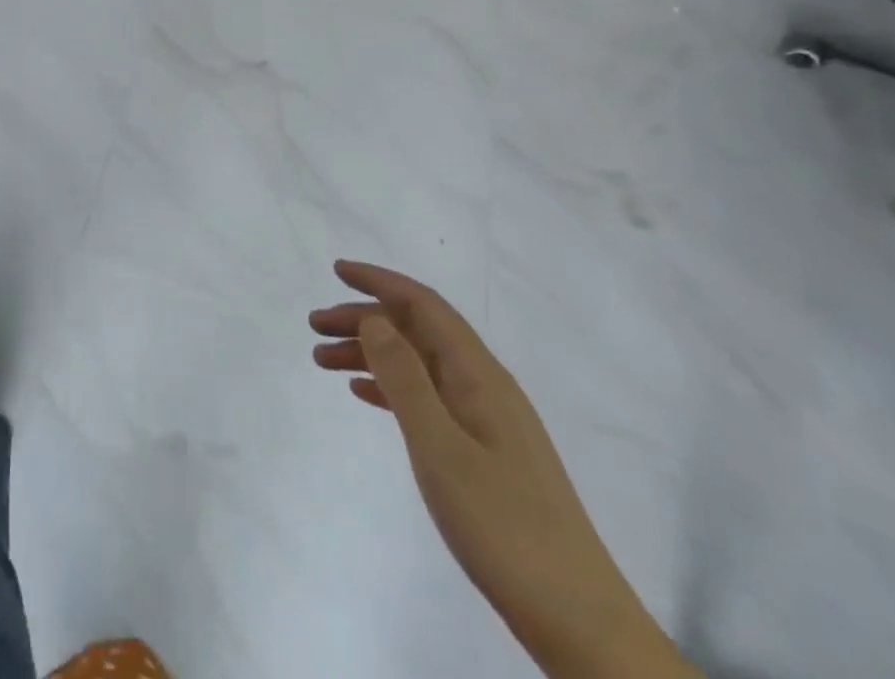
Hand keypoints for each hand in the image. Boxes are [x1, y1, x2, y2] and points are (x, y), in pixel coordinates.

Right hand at [311, 261, 694, 678]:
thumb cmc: (504, 528)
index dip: (379, 281)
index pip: (423, 305)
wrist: (579, 622)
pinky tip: (363, 395)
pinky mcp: (485, 452)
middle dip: (364, 319)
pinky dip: (391, 387)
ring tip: (324, 361)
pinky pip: (427, 398)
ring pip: (418, 364)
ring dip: (371, 354)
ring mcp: (487, 420)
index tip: (336, 271)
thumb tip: (374, 317)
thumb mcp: (441, 448)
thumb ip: (404, 378)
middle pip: (416, 331)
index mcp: (478, 375)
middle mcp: (484, 385)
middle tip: (314, 326)